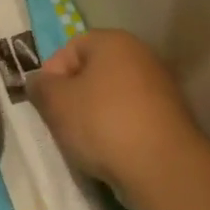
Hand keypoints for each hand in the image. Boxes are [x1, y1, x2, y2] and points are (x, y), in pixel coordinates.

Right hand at [27, 30, 203, 194]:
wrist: (162, 167)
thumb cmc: (102, 122)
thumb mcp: (55, 103)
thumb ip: (40, 86)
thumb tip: (39, 82)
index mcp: (114, 41)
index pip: (71, 47)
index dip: (52, 73)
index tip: (45, 103)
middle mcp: (141, 55)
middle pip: (93, 71)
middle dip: (73, 96)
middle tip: (60, 122)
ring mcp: (161, 86)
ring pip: (112, 96)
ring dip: (94, 115)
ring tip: (84, 142)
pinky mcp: (171, 117)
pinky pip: (132, 117)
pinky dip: (117, 130)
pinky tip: (110, 152)